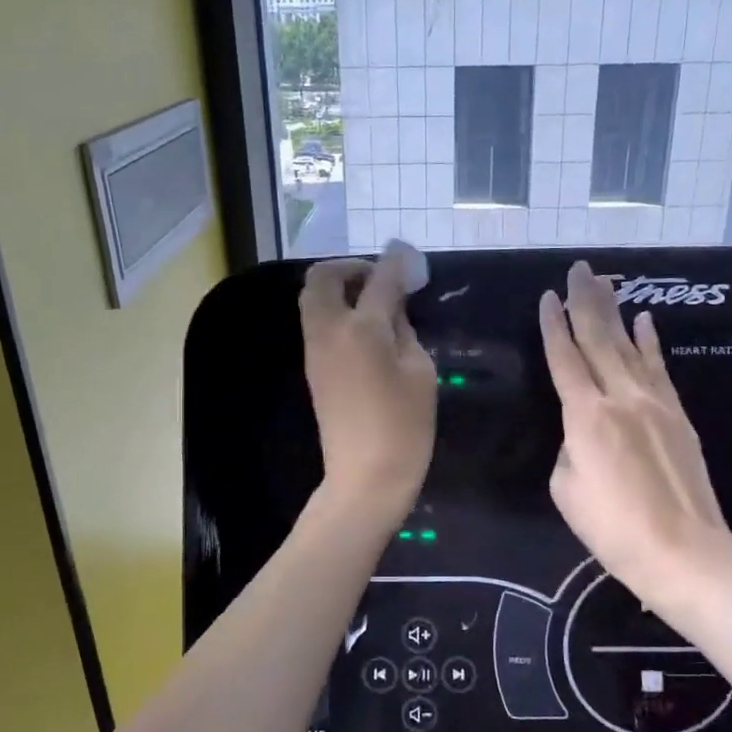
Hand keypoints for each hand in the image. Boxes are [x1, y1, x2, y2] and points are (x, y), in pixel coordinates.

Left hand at [300, 253, 436, 523]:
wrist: (365, 477)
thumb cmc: (404, 427)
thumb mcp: (419, 372)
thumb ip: (404, 330)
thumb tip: (392, 308)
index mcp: (362, 329)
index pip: (379, 279)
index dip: (395, 262)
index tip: (407, 254)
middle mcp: (329, 330)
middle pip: (323, 278)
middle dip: (350, 267)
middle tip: (379, 278)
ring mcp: (314, 350)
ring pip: (312, 299)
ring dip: (338, 288)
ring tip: (373, 301)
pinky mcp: (312, 368)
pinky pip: (316, 322)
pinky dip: (334, 310)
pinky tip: (363, 326)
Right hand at [539, 261, 731, 628]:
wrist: (684, 552)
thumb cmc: (614, 528)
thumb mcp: (567, 489)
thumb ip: (568, 447)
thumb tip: (581, 431)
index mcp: (586, 415)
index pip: (565, 358)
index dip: (554, 325)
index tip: (548, 296)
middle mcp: (621, 397)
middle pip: (600, 339)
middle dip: (586, 302)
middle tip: (579, 269)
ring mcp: (655, 403)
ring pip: (631, 346)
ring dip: (616, 312)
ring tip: (606, 283)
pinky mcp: (678, 415)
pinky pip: (659, 369)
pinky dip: (650, 342)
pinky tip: (644, 321)